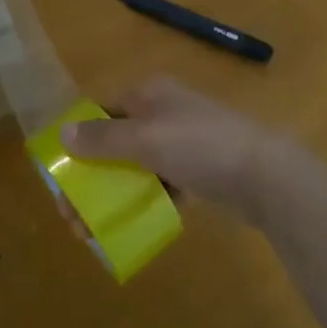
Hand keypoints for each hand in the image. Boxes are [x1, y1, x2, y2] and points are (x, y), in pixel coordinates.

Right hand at [60, 77, 292, 223]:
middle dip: (90, 179)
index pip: (100, 112)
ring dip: (112, 196)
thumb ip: (103, 139)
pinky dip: (142, 202)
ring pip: (135, 168)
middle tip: (73, 218)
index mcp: (148, 94)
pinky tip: (127, 228)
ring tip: (92, 232)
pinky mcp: (197, 171)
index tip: (60, 179)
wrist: (266, 175)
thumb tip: (62, 132)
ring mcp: (181, 142)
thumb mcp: (146, 139)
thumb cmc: (201, 147)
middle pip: (114, 144)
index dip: (77, 143)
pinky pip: (159, 185)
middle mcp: (162, 112)